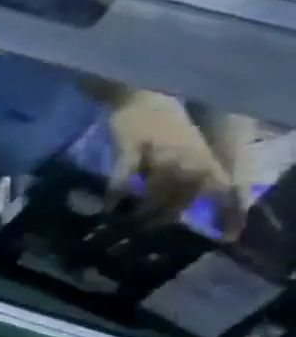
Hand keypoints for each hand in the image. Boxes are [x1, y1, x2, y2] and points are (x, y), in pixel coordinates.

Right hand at [107, 91, 244, 233]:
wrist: (142, 97)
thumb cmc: (165, 127)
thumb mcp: (186, 151)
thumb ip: (188, 176)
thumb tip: (180, 208)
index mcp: (207, 160)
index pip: (225, 193)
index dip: (228, 216)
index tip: (225, 239)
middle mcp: (190, 159)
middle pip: (184, 197)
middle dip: (167, 217)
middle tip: (147, 230)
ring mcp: (160, 154)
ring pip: (157, 191)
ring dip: (142, 209)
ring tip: (125, 220)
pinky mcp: (131, 150)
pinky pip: (125, 177)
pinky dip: (118, 193)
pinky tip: (107, 206)